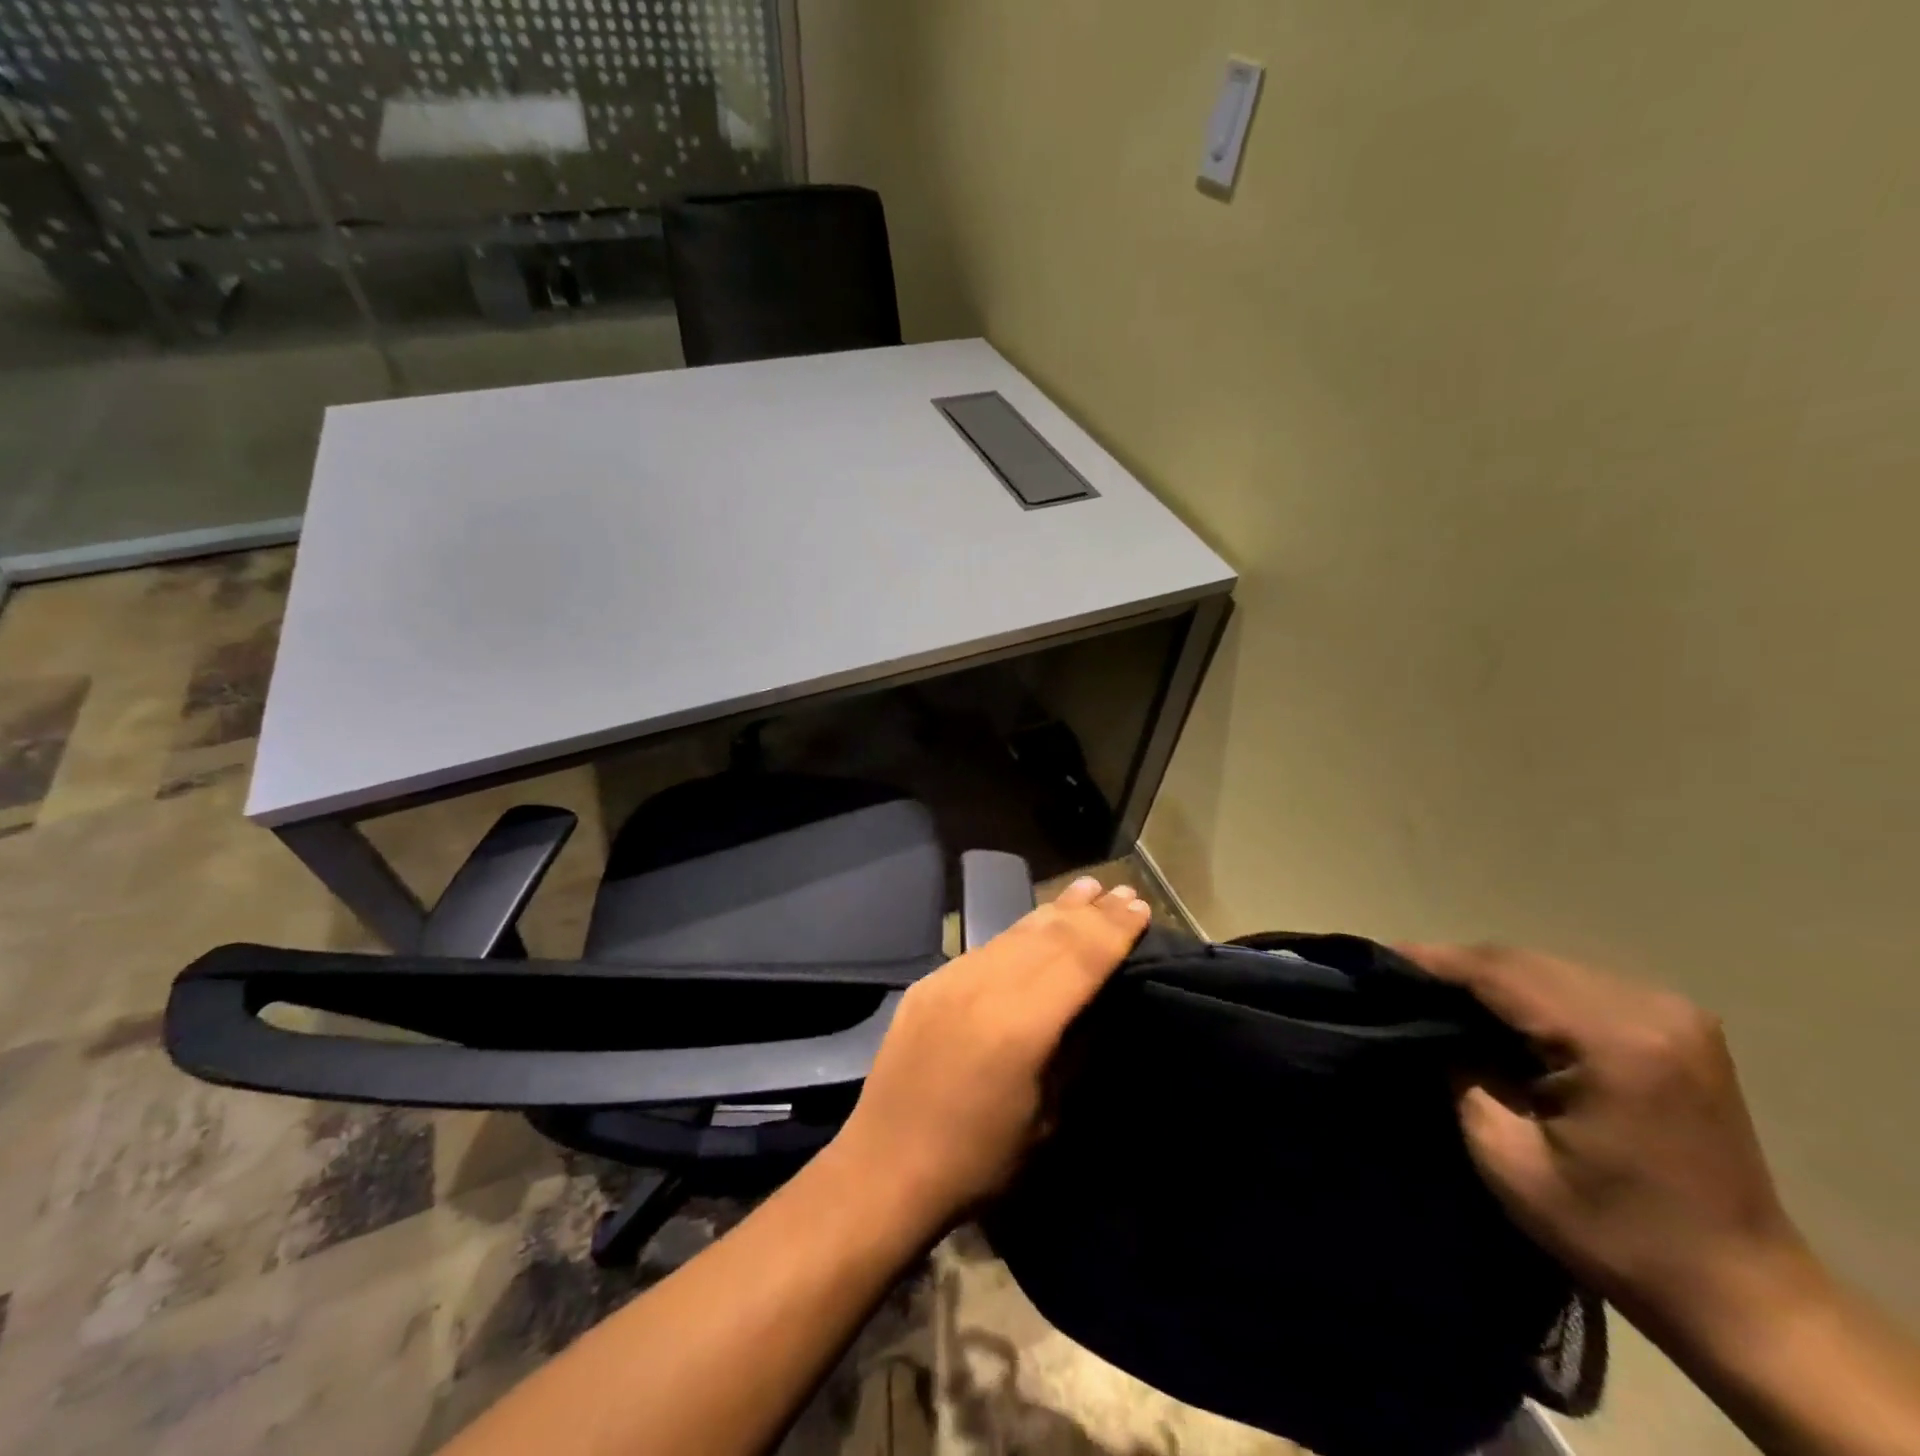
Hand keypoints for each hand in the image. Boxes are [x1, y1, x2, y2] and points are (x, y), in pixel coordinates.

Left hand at [833, 876, 1149, 1234]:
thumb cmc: (978, 1160)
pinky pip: (984, 948)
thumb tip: (1096, 1005)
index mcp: (1020, 1023)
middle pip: (1049, 936)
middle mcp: (984, 986)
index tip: (1141, 907)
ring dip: (1054, 912)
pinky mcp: (929, 983)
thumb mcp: (1047, 1117)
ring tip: (1085, 891)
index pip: (1080, 959)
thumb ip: (1073, 1051)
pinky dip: (1018, 933)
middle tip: (1121, 891)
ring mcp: (951, 979)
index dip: (1113, 931)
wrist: (885, 1167)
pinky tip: (1034, 927)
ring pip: (1014, 933)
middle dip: (1090, 912)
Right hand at [1399, 944, 1817, 1345]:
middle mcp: (1650, 1009)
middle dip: (1457, 966)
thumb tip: (1428, 1027)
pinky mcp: (1679, 1025)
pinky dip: (1529, 990)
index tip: (1377, 959)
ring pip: (1549, 966)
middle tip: (1399, 980)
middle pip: (1525, 960)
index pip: (1500, 972)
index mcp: (1614, 1041)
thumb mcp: (1508, 1158)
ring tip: (1438, 992)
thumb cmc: (1614, 1233)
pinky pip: (1579, 984)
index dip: (1432, 961)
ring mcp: (1673, 1013)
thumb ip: (1460, 1074)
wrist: (1742, 1294)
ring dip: (1491, 976)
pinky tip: (1498, 1010)